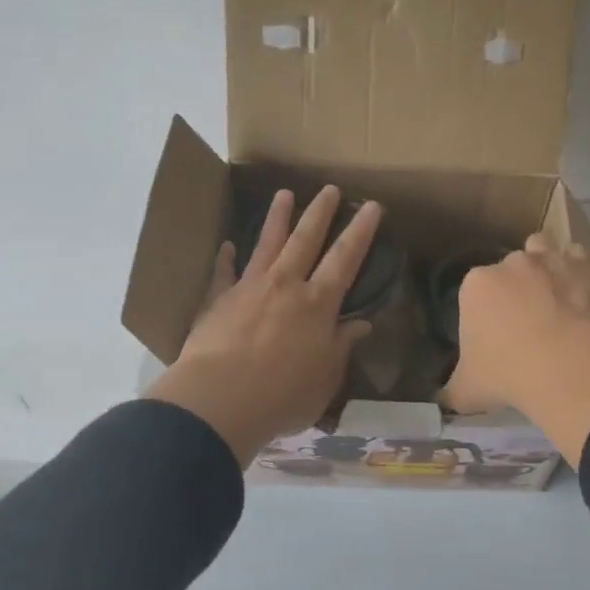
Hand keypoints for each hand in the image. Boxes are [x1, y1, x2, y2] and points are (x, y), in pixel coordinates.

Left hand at [146, 187, 381, 464]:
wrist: (219, 400)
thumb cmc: (283, 395)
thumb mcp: (326, 378)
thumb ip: (342, 347)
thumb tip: (361, 325)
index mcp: (318, 304)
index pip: (346, 259)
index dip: (361, 231)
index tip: (372, 206)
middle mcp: (286, 285)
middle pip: (306, 240)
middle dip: (320, 213)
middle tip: (329, 188)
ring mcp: (249, 288)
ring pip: (267, 244)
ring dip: (277, 218)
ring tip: (284, 193)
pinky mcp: (218, 300)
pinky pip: (223, 273)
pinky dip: (225, 258)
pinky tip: (226, 245)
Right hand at [442, 234, 589, 465]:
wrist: (564, 365)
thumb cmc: (505, 373)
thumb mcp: (466, 390)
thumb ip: (451, 389)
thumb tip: (442, 398)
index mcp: (475, 285)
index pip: (473, 291)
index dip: (482, 312)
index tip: (492, 336)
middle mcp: (509, 263)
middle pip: (506, 269)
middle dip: (512, 288)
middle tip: (523, 322)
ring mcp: (548, 261)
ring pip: (540, 249)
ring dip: (543, 266)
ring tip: (550, 295)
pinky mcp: (583, 268)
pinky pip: (577, 258)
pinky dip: (578, 271)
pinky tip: (580, 292)